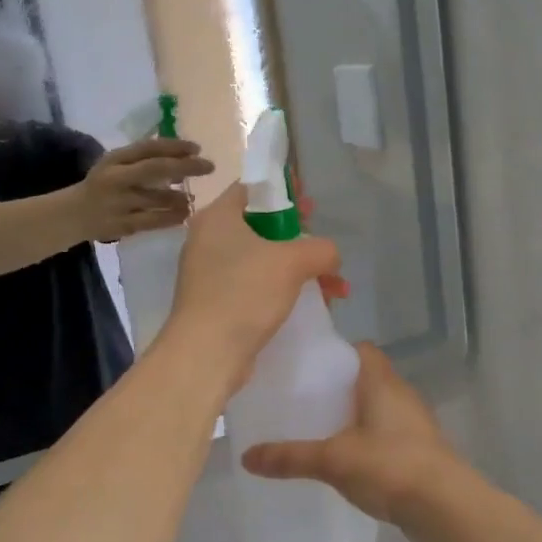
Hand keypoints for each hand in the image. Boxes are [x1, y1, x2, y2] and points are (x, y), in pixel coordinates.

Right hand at [78, 138, 213, 239]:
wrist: (74, 215)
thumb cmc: (103, 185)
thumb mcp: (116, 165)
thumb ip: (143, 159)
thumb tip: (182, 156)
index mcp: (115, 159)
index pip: (148, 148)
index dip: (175, 146)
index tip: (197, 148)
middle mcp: (116, 178)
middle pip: (156, 169)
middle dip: (186, 167)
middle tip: (209, 167)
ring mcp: (120, 203)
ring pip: (158, 198)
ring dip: (181, 197)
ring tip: (192, 198)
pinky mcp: (124, 225)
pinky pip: (154, 221)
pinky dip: (172, 217)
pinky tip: (184, 215)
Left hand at [165, 183, 339, 378]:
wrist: (206, 353)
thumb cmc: (245, 293)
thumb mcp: (292, 262)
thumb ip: (321, 249)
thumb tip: (330, 255)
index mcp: (218, 217)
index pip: (252, 188)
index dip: (284, 190)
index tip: (310, 202)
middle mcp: (208, 240)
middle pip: (261, 225)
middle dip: (299, 236)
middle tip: (322, 243)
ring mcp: (211, 273)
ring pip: (263, 259)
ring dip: (300, 269)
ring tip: (335, 288)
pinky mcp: (217, 302)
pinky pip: (256, 286)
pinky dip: (283, 290)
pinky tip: (314, 305)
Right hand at [241, 342, 472, 541]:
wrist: (446, 507)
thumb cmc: (390, 466)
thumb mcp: (333, 460)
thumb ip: (290, 457)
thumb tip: (246, 456)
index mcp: (382, 382)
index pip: (361, 350)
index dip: (336, 353)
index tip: (307, 367)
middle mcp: (401, 395)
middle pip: (367, 379)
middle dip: (338, 388)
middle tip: (303, 401)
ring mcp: (414, 424)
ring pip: (378, 409)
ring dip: (353, 417)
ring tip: (319, 431)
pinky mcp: (419, 451)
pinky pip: (387, 435)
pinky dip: (367, 441)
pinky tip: (346, 461)